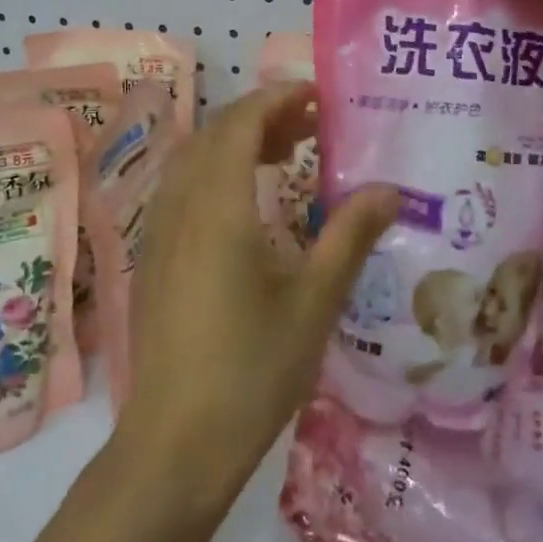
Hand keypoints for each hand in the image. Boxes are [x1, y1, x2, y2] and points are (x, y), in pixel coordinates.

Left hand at [116, 83, 397, 504]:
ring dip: (236, 144)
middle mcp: (179, 208)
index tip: (318, 97)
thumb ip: (349, 237)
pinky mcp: (152, 260)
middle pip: (213, 135)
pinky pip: (181, 191)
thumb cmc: (252, 371)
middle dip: (261, 117)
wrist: (176, 444)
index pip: (240, 123)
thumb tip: (390, 190)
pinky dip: (215, 174)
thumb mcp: (314, 302)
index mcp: (217, 208)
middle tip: (311, 126)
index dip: (277, 99)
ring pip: (193, 161)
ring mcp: (158, 234)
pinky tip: (247, 207)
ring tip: (285, 157)